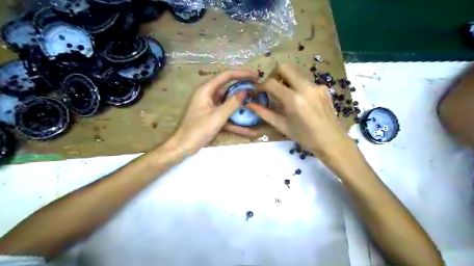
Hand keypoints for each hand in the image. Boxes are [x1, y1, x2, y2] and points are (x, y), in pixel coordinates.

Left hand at [167, 69, 258, 154]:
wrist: (182, 146)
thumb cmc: (197, 130)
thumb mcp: (217, 117)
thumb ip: (232, 103)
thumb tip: (245, 91)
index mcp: (206, 90)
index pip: (226, 75)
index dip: (242, 73)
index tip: (256, 75)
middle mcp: (207, 95)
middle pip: (228, 87)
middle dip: (243, 88)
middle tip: (258, 89)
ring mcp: (209, 106)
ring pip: (228, 101)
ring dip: (241, 104)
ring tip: (256, 104)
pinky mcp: (211, 116)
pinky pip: (225, 114)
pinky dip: (235, 119)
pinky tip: (249, 129)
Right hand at [248, 63, 355, 163]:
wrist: (331, 140)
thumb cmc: (305, 137)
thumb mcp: (282, 125)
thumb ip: (264, 113)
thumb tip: (249, 104)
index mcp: (294, 100)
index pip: (271, 83)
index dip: (261, 86)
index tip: (260, 92)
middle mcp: (306, 88)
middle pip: (284, 67)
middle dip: (274, 74)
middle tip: (272, 87)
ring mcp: (316, 86)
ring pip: (296, 73)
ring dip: (286, 80)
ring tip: (285, 95)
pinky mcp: (323, 87)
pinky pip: (305, 81)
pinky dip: (298, 86)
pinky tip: (300, 100)